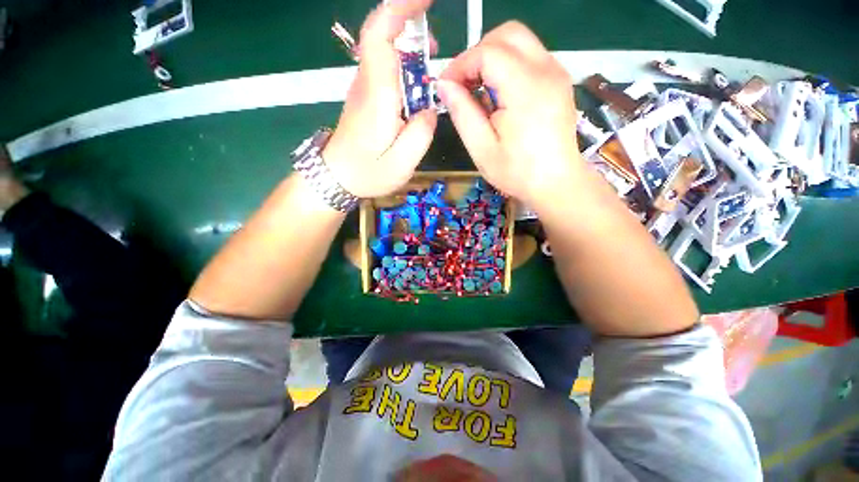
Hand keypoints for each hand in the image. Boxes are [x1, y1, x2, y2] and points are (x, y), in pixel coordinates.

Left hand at [323, 0, 437, 198]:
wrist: (335, 178)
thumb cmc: (367, 173)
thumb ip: (421, 134)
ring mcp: (363, 89)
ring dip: (408, 44)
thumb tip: (430, 110)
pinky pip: (383, 67)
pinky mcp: (365, 97)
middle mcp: (367, 84)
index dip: (399, 8)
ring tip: (432, 61)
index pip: (380, 35)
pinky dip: (402, 61)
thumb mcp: (401, 164)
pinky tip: (415, 79)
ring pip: (382, 49)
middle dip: (409, 22)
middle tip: (437, 43)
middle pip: (380, 35)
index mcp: (377, 96)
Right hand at [436, 22, 582, 207]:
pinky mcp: (559, 80)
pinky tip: (500, 95)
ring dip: (493, 58)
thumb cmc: (517, 172)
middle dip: (478, 53)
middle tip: (464, 85)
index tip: (447, 87)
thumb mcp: (482, 149)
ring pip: (520, 41)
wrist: (556, 183)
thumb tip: (444, 85)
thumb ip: (462, 113)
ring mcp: (557, 73)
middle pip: (507, 34)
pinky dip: (508, 66)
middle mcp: (547, 71)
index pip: (488, 51)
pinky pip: (530, 56)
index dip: (461, 64)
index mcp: (526, 90)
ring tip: (480, 91)